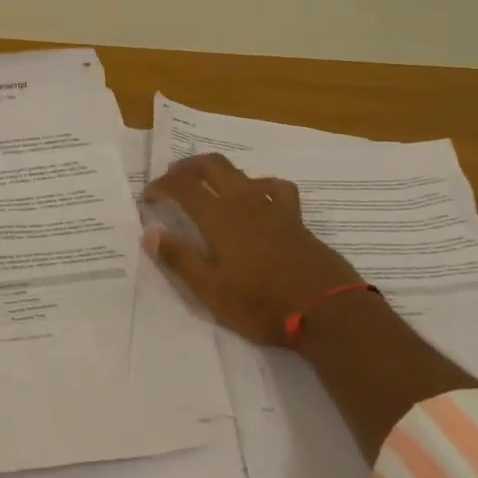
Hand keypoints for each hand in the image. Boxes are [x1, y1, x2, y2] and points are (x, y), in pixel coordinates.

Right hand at [143, 152, 363, 349]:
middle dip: (188, 166)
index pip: (183, 187)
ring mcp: (274, 208)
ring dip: (220, 173)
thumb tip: (151, 233)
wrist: (328, 310)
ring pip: (243, 173)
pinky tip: (259, 198)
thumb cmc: (261, 304)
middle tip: (172, 177)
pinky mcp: (296, 219)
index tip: (148, 196)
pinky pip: (275, 188)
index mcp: (220, 217)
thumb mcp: (211, 290)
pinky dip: (260, 185)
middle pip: (213, 166)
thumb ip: (180, 258)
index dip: (162, 185)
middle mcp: (245, 202)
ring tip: (210, 186)